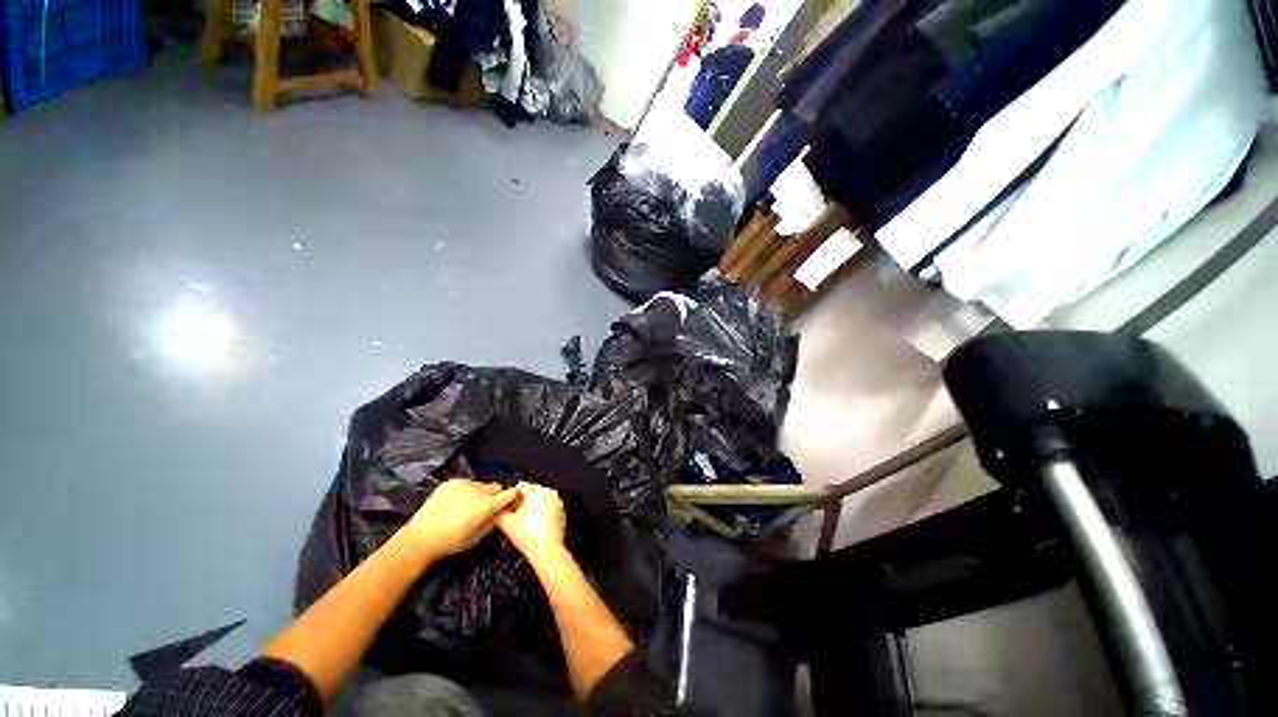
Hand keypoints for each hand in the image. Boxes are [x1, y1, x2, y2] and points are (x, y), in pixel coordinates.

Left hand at [406, 479, 518, 557]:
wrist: (422, 537)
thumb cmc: (452, 541)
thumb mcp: (478, 537)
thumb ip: (492, 521)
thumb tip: (499, 513)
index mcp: (488, 504)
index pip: (510, 493)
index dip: (511, 497)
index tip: (508, 502)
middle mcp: (479, 490)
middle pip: (495, 487)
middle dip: (494, 495)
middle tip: (485, 507)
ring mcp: (464, 484)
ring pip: (480, 484)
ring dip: (479, 492)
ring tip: (467, 504)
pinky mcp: (451, 482)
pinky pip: (465, 482)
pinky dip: (465, 489)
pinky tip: (456, 500)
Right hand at [497, 482, 566, 558]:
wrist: (547, 551)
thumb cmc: (527, 534)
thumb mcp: (506, 523)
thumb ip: (499, 511)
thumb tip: (497, 509)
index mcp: (538, 490)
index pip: (520, 486)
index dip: (510, 496)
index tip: (505, 507)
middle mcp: (550, 492)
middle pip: (531, 492)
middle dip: (520, 501)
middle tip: (511, 514)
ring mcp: (557, 502)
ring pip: (540, 500)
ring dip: (530, 507)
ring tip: (521, 521)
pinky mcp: (561, 512)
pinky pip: (547, 507)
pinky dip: (540, 512)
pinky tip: (533, 525)